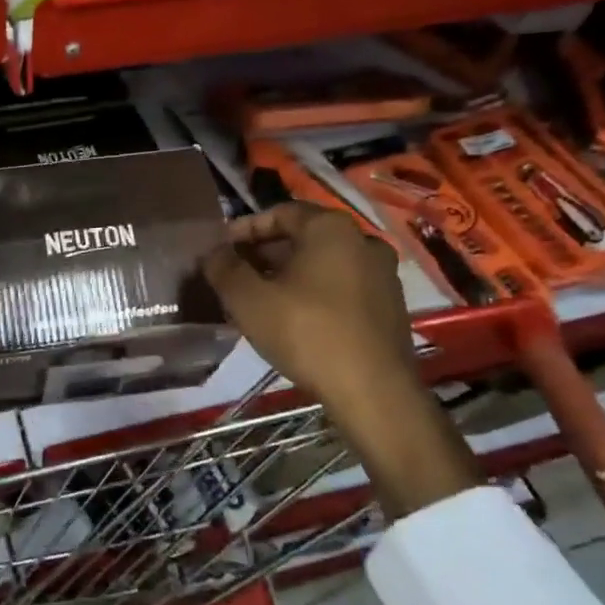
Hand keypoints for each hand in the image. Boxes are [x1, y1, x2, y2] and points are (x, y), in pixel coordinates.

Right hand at [202, 204, 478, 515]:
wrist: (373, 391)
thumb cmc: (306, 333)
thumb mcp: (248, 299)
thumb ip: (224, 268)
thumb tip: (213, 253)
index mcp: (331, 228)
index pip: (279, 212)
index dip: (244, 230)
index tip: (220, 251)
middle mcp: (363, 241)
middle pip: (303, 238)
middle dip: (265, 254)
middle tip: (235, 277)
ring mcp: (383, 275)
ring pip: (322, 265)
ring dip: (288, 276)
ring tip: (259, 301)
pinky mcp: (390, 307)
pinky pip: (341, 288)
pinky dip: (313, 294)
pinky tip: (292, 321)